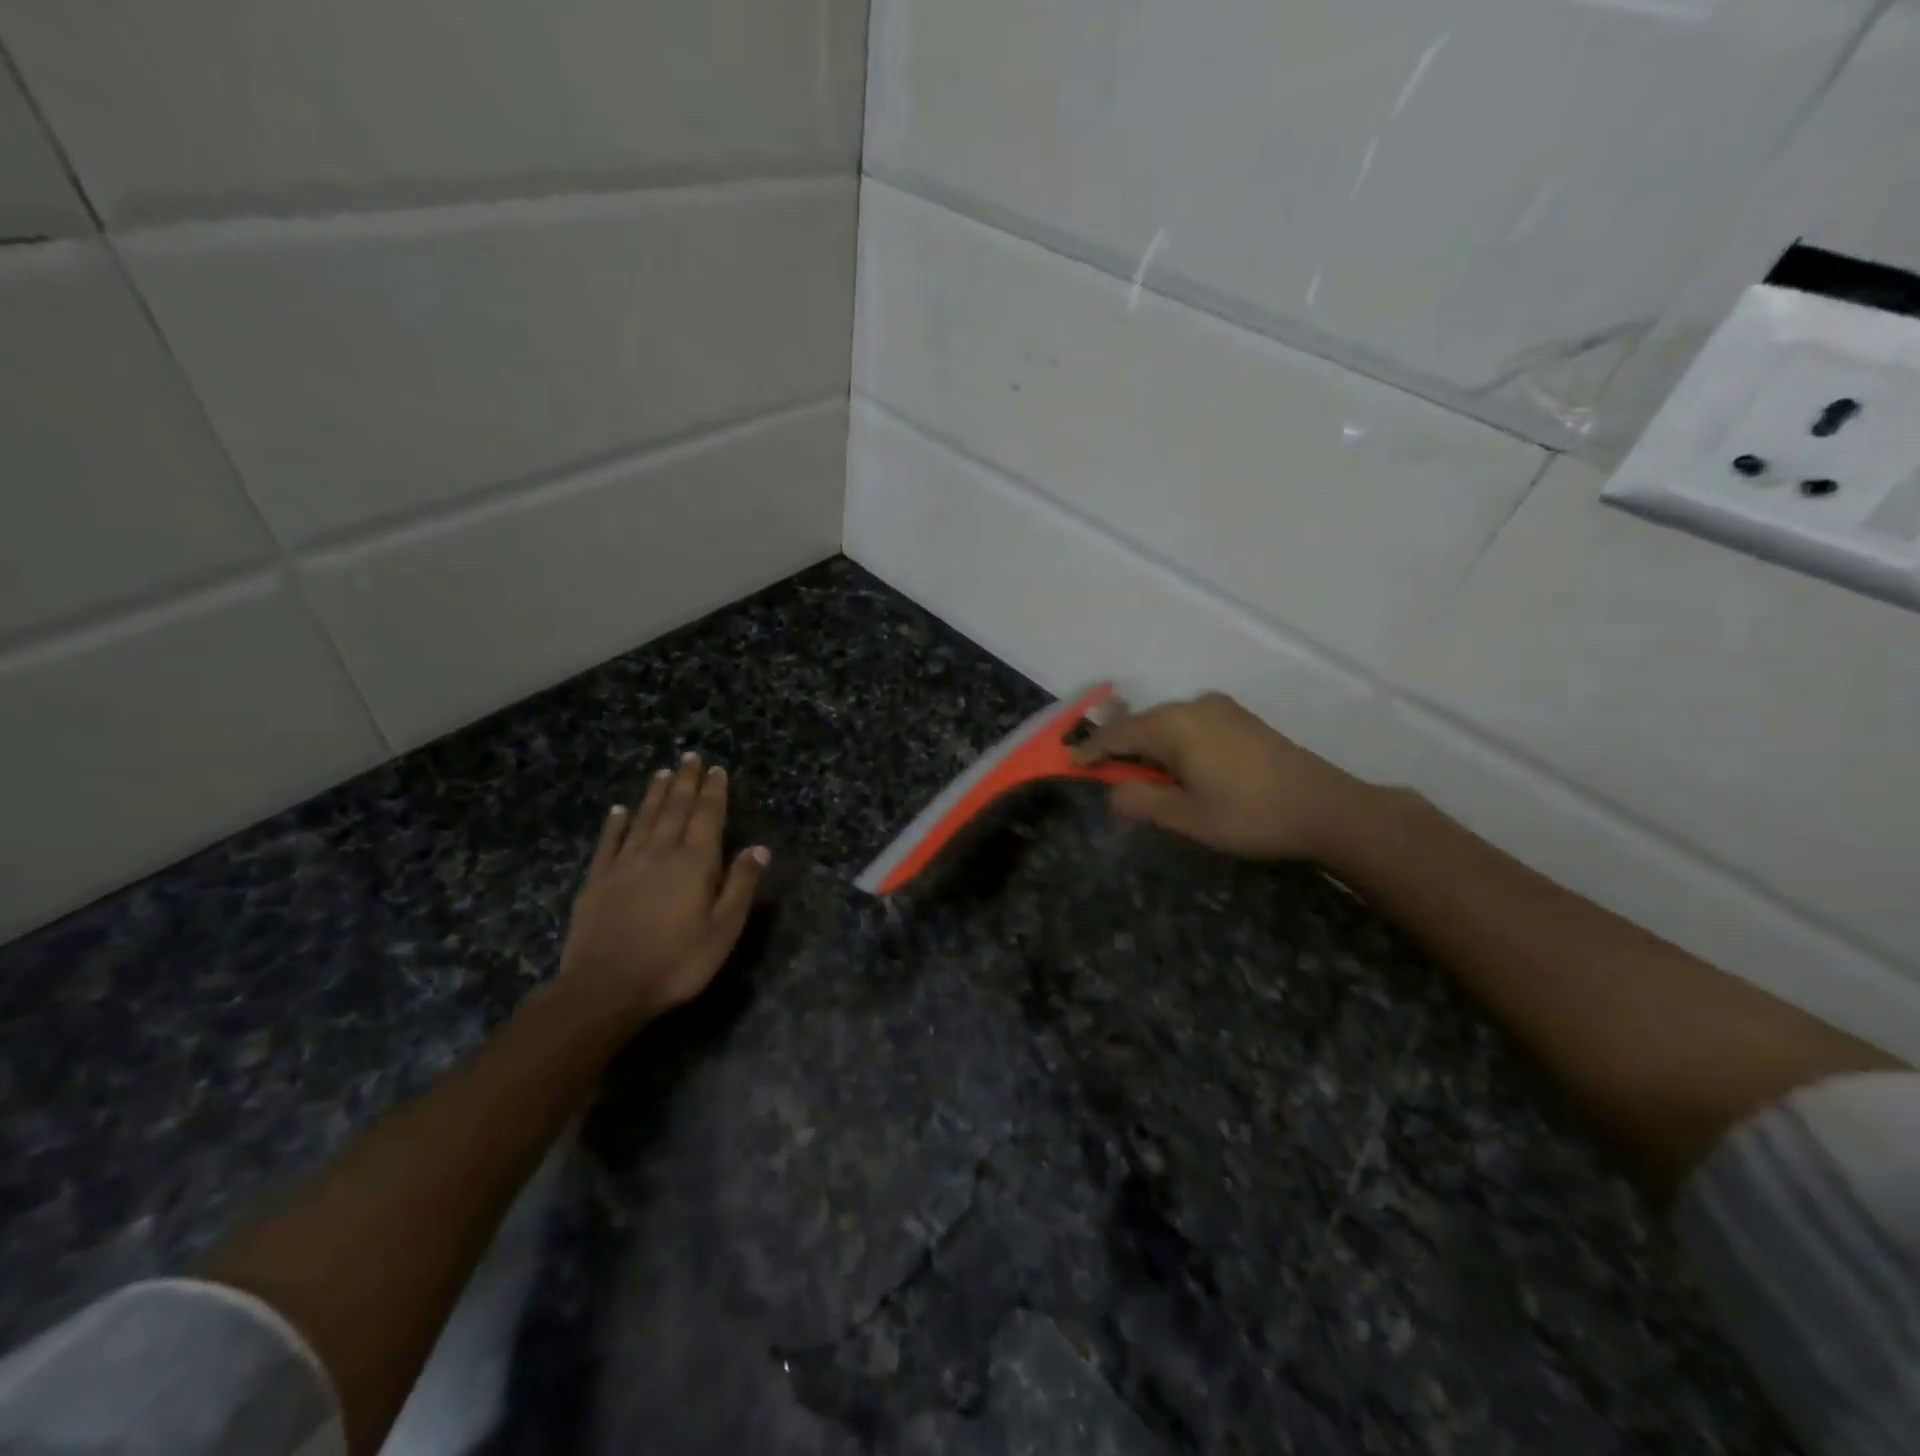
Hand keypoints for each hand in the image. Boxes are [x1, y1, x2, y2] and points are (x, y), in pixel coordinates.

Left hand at [558, 753, 768, 1029]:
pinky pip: (609, 842)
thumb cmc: (676, 962)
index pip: (708, 817)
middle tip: (690, 757)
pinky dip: (616, 823)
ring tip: (663, 772)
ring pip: (644, 819)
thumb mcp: (723, 929)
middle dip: (685, 782)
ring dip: (655, 794)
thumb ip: (741, 885)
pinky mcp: (597, 880)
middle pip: (675, 809)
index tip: (716, 769)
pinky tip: (618, 810)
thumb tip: (759, 847)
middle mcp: (660, 853)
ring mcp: (625, 864)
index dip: (713, 792)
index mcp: (695, 863)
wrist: (606, 987)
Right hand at [1073, 692, 1362, 860]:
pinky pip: (1191, 726)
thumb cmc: (1249, 815)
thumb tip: (1113, 793)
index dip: (1091, 751)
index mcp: (1175, 725)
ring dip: (1149, 748)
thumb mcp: (1186, 817)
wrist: (1327, 808)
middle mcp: (1194, 706)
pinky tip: (1178, 768)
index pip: (1118, 735)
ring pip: (1168, 725)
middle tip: (1102, 773)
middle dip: (1120, 749)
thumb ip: (1140, 802)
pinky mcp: (1241, 720)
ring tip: (1139, 776)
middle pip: (1143, 725)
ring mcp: (1221, 709)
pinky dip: (1174, 745)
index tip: (1068, 761)